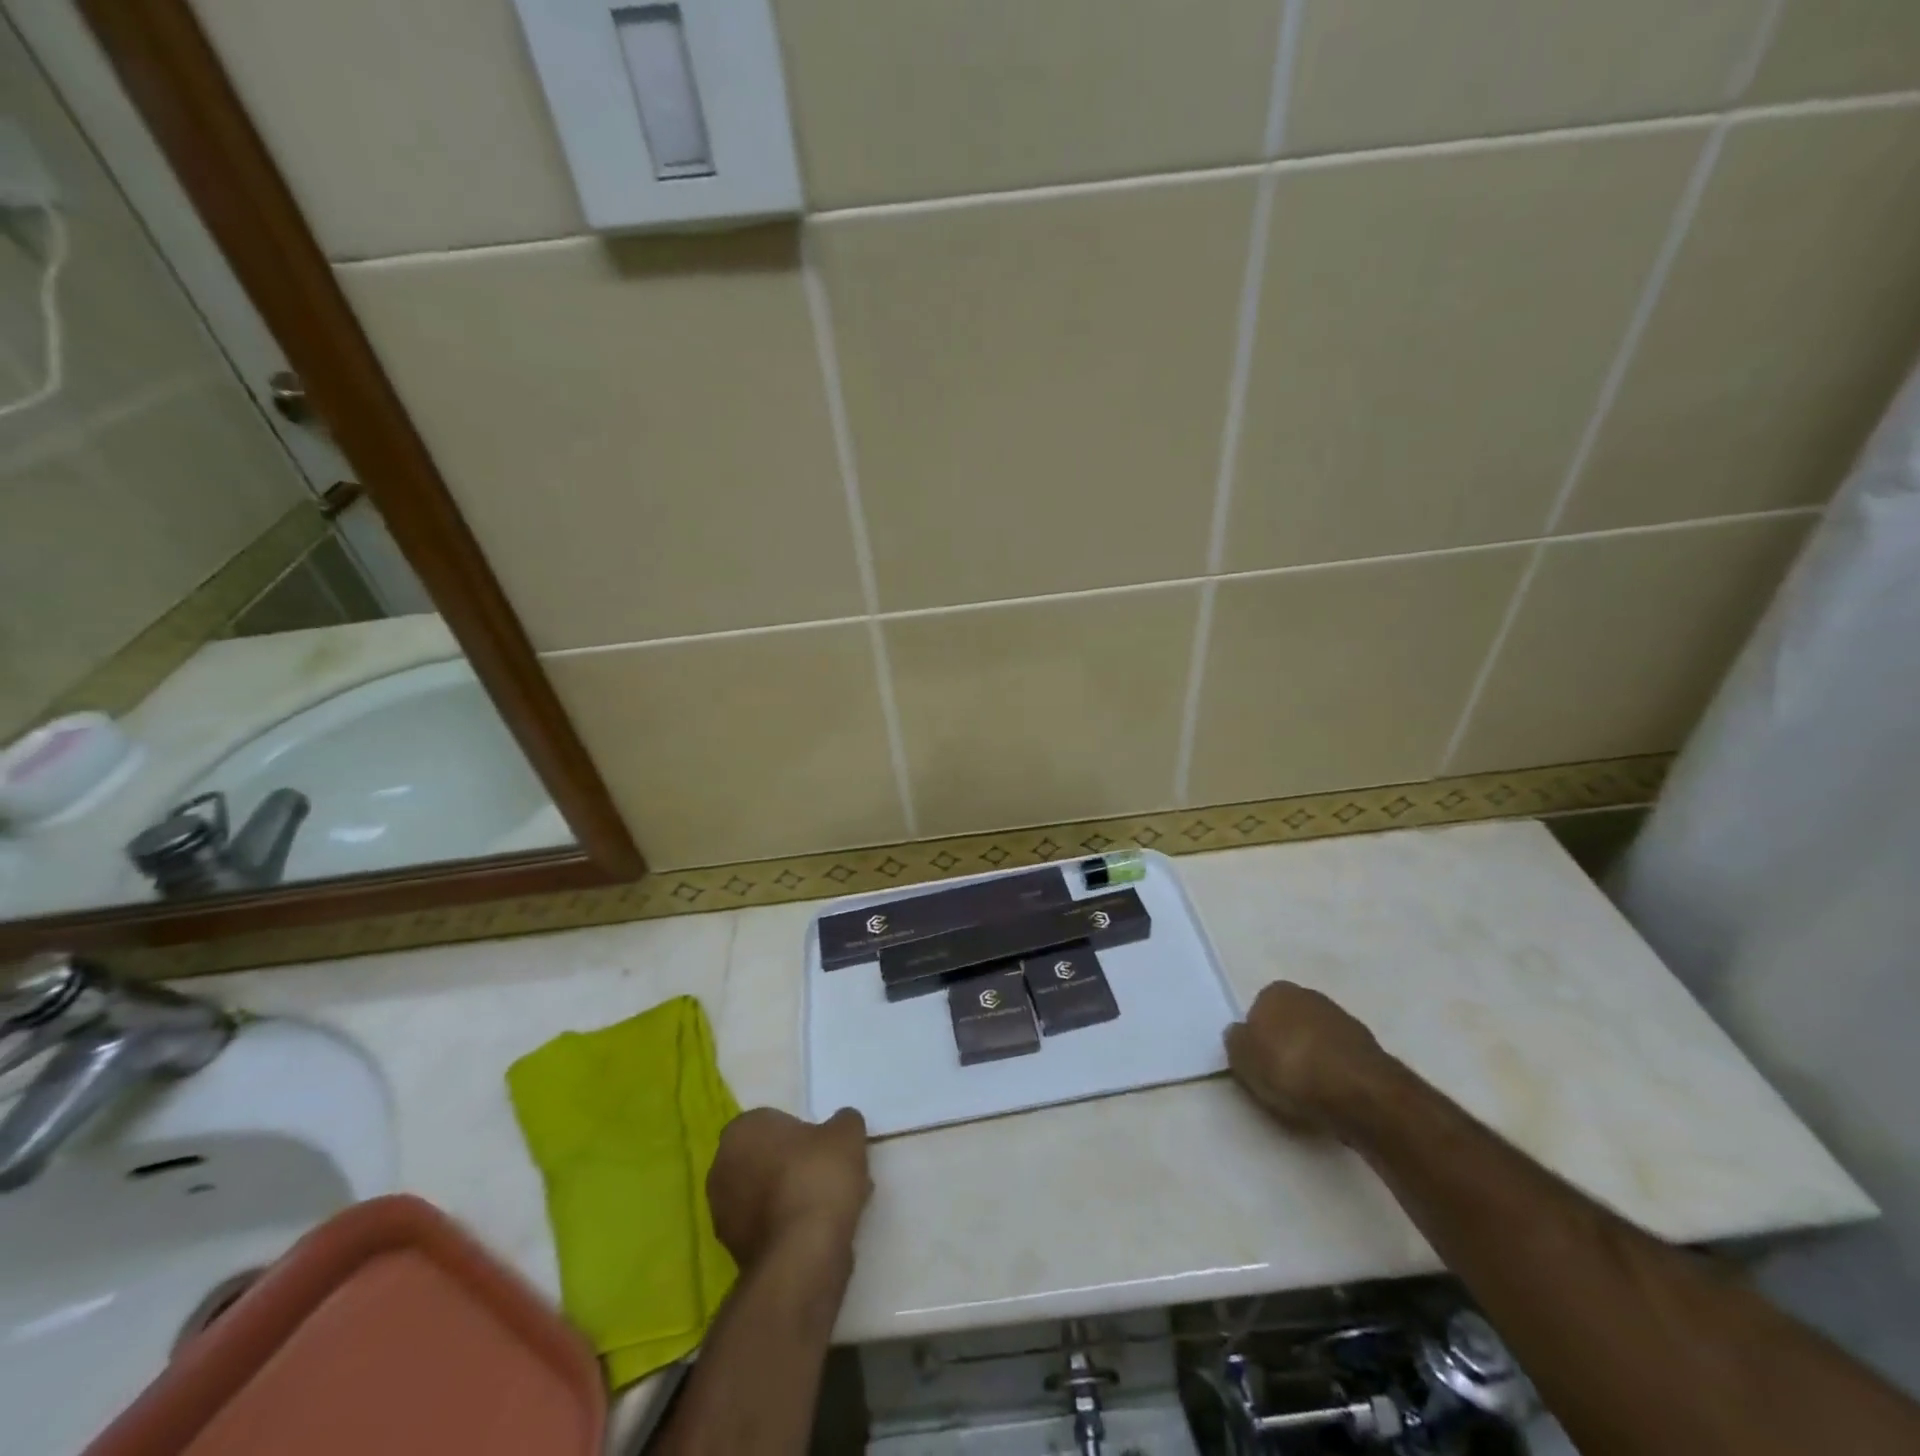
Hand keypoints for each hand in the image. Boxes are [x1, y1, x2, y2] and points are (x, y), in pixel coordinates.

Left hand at [707, 1107, 872, 1267]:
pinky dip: (789, 1225)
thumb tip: (841, 1124)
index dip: (801, 1132)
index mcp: (741, 1131)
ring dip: (792, 1196)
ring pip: (767, 1194)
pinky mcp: (734, 1251)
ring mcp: (723, 1214)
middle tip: (829, 1173)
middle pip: (767, 1159)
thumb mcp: (847, 1132)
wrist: (803, 1252)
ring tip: (833, 1205)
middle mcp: (722, 1168)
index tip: (825, 1146)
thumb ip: (843, 1121)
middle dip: (795, 1165)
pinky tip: (820, 1231)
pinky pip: (768, 1225)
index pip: (772, 1122)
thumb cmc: (818, 1175)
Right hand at [1224, 982, 1394, 1140]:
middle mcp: (1310, 996)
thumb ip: (1236, 1041)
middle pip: (1289, 1022)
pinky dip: (1334, 1074)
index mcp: (1276, 991)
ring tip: (1307, 1093)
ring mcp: (1344, 1020)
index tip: (1257, 1063)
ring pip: (1316, 1040)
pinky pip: (1340, 1060)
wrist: (1359, 1094)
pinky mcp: (1370, 1049)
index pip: (1258, 1010)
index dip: (1256, 1038)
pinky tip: (1332, 1096)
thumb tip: (1240, 1034)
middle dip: (1285, 1044)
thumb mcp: (1242, 1058)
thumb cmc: (1290, 1069)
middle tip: (1279, 1078)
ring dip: (1312, 1060)